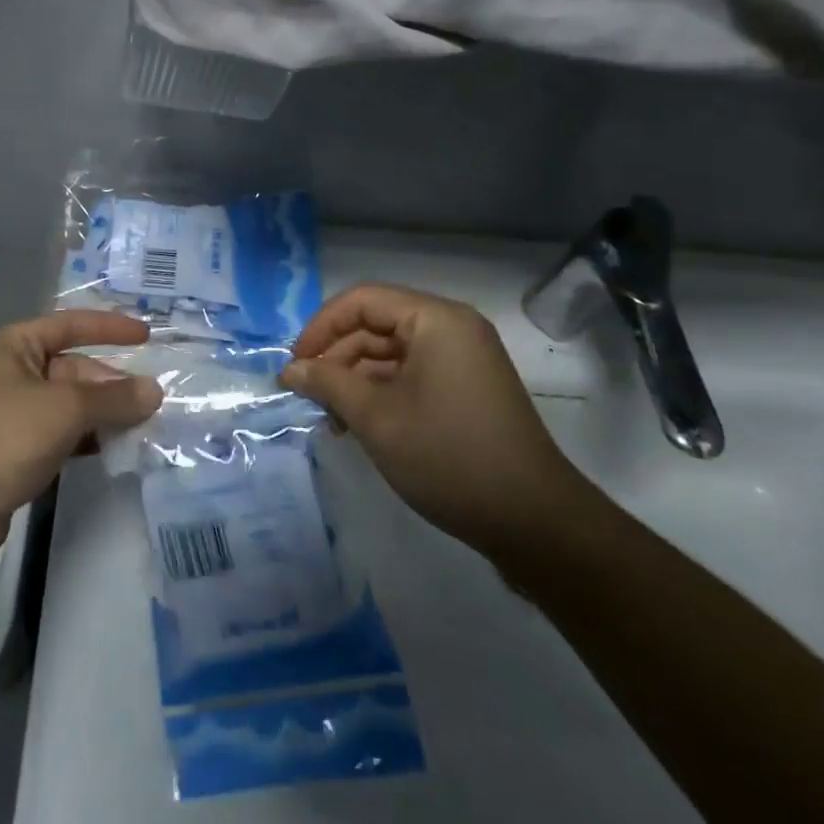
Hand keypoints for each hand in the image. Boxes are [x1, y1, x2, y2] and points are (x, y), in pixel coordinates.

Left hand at [0, 311, 162, 524]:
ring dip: (101, 415)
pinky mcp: (8, 456)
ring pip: (65, 406)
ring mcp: (7, 417)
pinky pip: (56, 437)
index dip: (109, 328)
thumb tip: (154, 390)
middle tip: (152, 400)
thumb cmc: (0, 435)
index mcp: (13, 346)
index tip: (147, 337)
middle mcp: (9, 374)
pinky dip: (83, 440)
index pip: (69, 325)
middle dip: (110, 382)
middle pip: (70, 369)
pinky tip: (109, 452)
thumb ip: (112, 398)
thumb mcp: (64, 407)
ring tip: (141, 427)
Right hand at [281, 284, 588, 558]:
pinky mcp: (466, 390)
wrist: (534, 523)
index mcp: (436, 319)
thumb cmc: (449, 457)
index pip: (362, 300)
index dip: (321, 327)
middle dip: (337, 357)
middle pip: (376, 325)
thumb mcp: (376, 418)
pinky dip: (381, 394)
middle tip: (307, 395)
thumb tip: (289, 370)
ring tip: (330, 419)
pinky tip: (358, 426)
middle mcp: (451, 329)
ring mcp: (462, 360)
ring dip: (355, 380)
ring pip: (391, 354)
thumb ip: (328, 383)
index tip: (295, 364)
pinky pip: (411, 376)